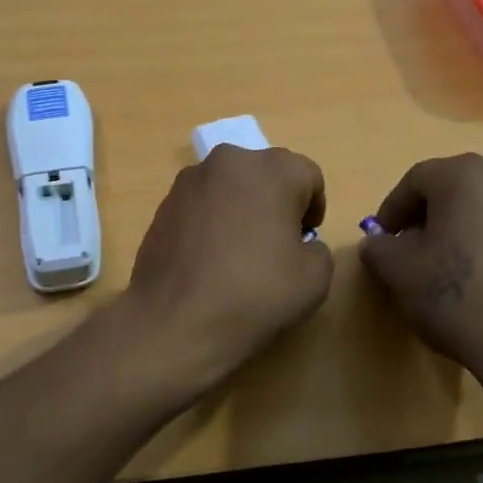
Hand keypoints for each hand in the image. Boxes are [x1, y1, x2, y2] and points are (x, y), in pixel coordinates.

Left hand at [123, 145, 333, 392]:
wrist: (176, 321)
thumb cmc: (255, 294)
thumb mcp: (315, 279)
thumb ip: (318, 249)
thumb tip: (301, 245)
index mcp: (271, 169)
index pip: (308, 175)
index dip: (313, 208)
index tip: (305, 239)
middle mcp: (229, 161)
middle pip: (265, 174)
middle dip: (275, 202)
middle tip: (276, 244)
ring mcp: (189, 181)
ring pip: (230, 187)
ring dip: (241, 208)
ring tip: (238, 253)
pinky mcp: (163, 204)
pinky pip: (201, 204)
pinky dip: (211, 221)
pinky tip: (208, 259)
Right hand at [359, 154, 482, 399]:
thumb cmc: (458, 297)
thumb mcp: (397, 272)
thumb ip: (378, 247)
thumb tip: (379, 243)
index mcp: (465, 175)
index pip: (415, 181)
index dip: (392, 210)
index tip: (382, 240)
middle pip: (454, 189)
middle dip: (428, 217)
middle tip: (411, 250)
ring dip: (462, 229)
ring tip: (449, 267)